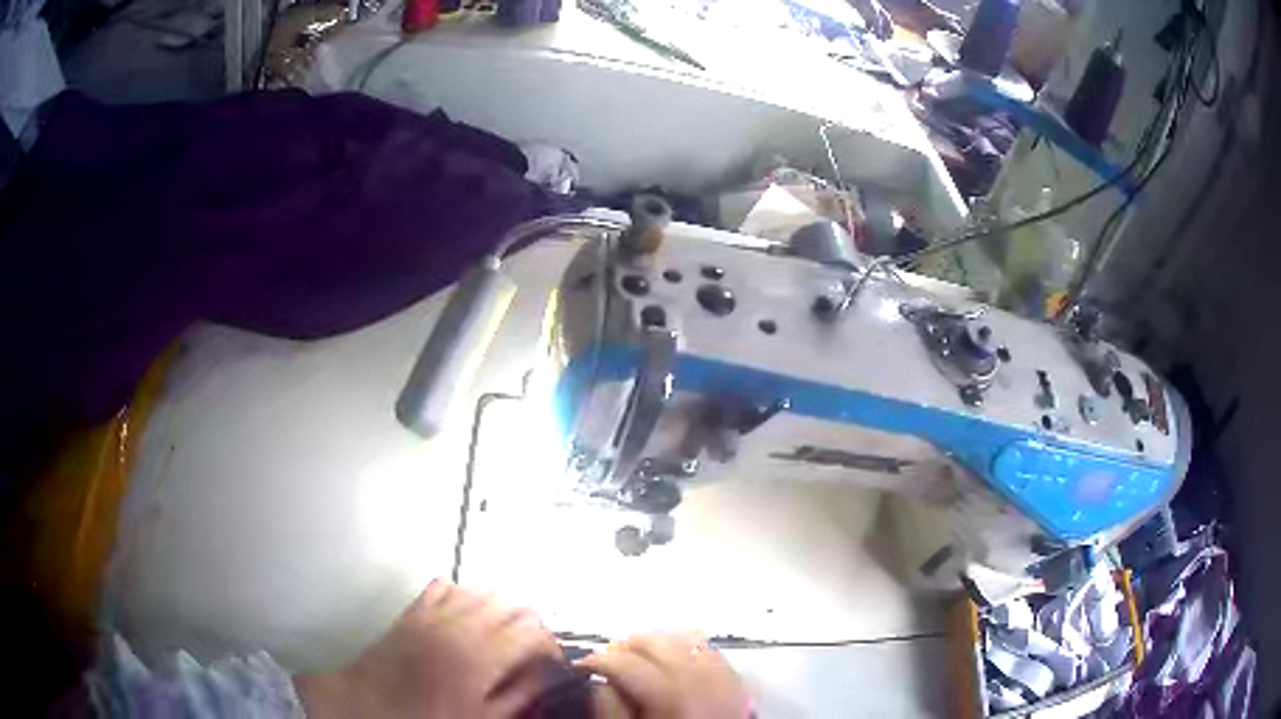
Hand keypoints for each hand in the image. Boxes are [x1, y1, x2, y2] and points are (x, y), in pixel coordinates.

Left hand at [296, 581, 560, 718]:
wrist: (368, 705)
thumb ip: (519, 695)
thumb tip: (544, 676)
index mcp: (481, 657)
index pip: (533, 632)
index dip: (550, 645)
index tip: (550, 661)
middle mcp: (460, 626)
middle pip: (513, 603)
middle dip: (531, 624)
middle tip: (530, 649)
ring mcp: (434, 613)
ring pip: (482, 589)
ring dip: (500, 608)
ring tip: (502, 633)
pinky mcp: (414, 610)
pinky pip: (445, 585)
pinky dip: (463, 594)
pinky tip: (465, 616)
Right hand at [579, 633, 750, 718]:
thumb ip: (611, 710)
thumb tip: (600, 684)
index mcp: (672, 702)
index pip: (629, 664)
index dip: (600, 660)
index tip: (585, 666)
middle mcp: (705, 688)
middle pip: (664, 647)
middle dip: (632, 646)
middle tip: (610, 656)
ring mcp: (729, 690)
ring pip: (695, 646)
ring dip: (665, 645)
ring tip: (642, 654)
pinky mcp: (742, 696)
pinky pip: (720, 661)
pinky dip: (697, 653)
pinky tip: (681, 660)